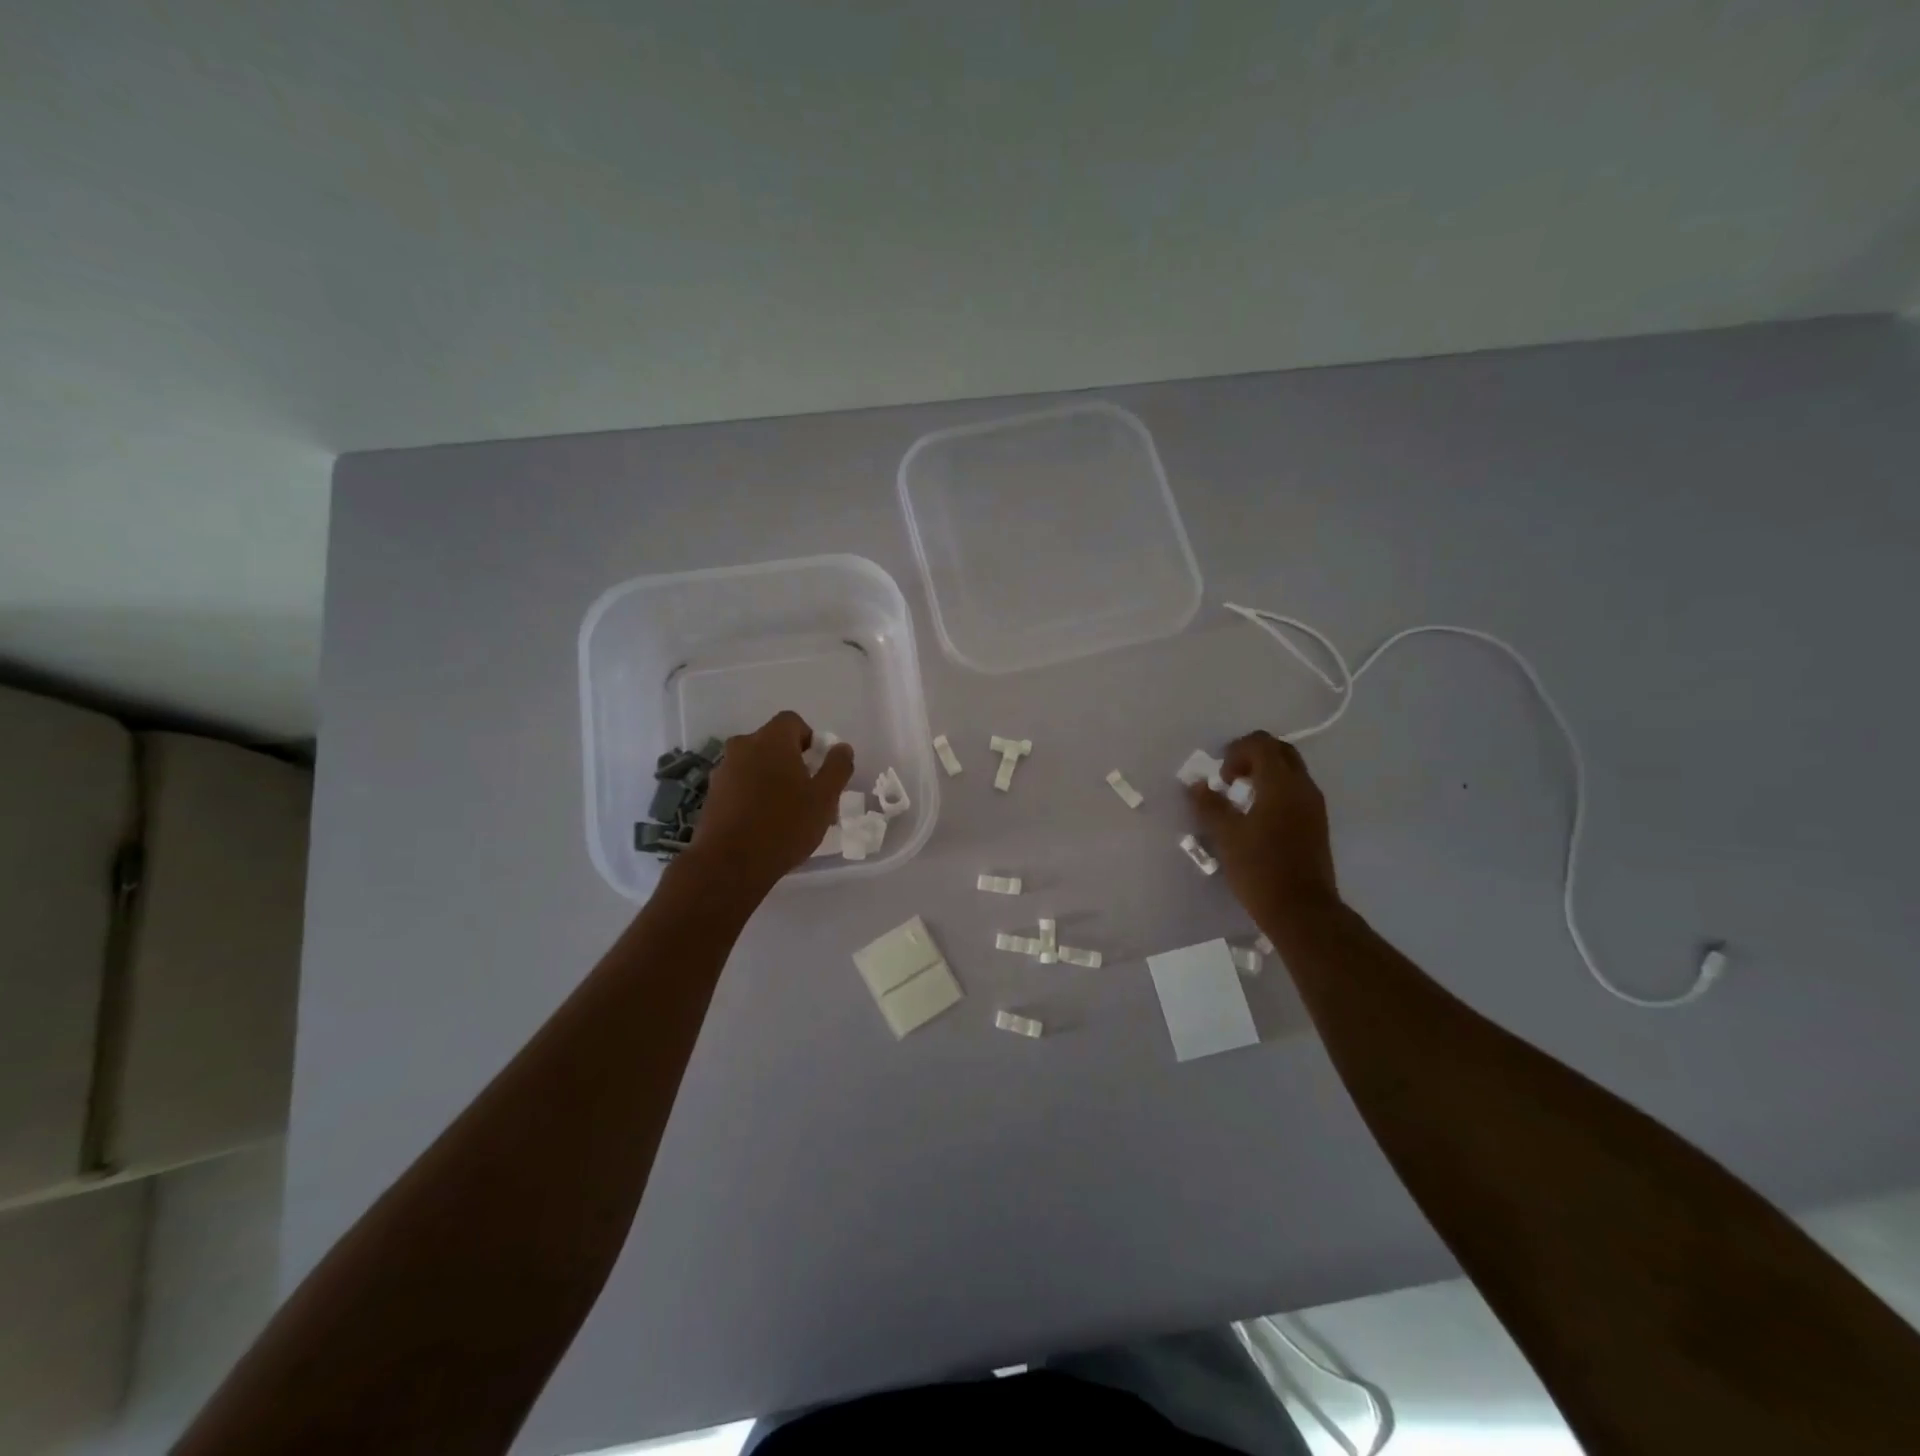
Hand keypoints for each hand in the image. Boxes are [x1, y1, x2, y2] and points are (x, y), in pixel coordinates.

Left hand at [684, 711, 854, 892]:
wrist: (730, 864)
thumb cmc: (784, 825)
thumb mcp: (824, 798)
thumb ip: (837, 767)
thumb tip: (841, 748)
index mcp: (771, 740)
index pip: (792, 721)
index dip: (809, 739)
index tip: (817, 766)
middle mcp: (743, 746)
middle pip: (771, 742)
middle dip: (790, 759)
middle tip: (805, 790)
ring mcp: (723, 770)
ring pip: (754, 763)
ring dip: (769, 777)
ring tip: (784, 810)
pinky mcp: (712, 794)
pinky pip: (739, 783)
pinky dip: (752, 794)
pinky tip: (762, 822)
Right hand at [1187, 731, 1339, 925]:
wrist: (1302, 910)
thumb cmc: (1260, 869)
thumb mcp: (1226, 835)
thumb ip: (1210, 804)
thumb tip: (1197, 784)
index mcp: (1281, 784)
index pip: (1261, 743)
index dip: (1236, 752)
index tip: (1221, 779)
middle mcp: (1303, 787)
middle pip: (1280, 751)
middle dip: (1252, 756)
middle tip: (1230, 778)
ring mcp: (1314, 806)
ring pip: (1291, 771)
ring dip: (1265, 773)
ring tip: (1240, 799)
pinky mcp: (1317, 823)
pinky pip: (1296, 791)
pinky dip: (1275, 790)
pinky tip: (1257, 817)